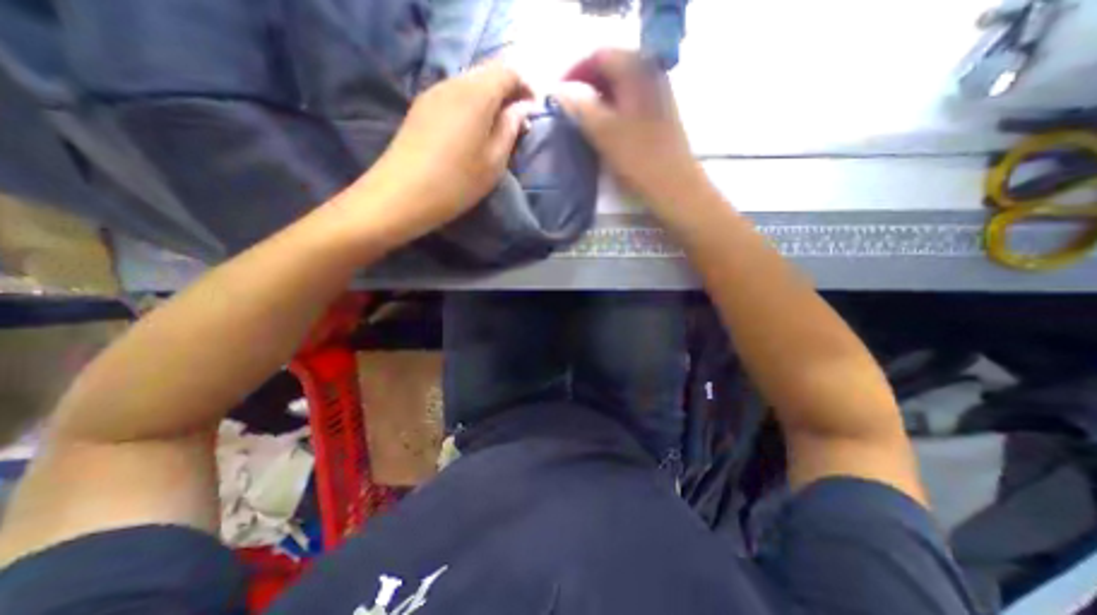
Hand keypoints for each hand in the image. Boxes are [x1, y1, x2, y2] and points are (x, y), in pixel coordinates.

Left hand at [341, 63, 530, 249]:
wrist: (401, 195)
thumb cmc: (456, 183)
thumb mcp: (494, 162)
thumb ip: (510, 130)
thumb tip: (521, 110)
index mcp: (476, 95)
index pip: (508, 71)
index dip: (525, 86)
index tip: (534, 109)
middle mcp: (452, 83)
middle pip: (487, 73)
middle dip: (508, 92)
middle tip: (519, 121)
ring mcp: (432, 93)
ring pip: (470, 84)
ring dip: (489, 100)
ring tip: (498, 129)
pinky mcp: (421, 108)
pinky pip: (454, 95)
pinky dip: (471, 106)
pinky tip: (473, 131)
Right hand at [559, 50, 711, 218]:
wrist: (673, 185)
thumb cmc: (639, 159)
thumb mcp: (604, 132)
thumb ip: (580, 108)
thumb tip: (561, 93)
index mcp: (637, 71)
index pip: (600, 56)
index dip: (575, 72)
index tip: (559, 94)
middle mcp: (650, 74)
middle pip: (611, 68)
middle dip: (586, 85)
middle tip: (568, 107)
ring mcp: (658, 94)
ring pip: (621, 87)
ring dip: (598, 98)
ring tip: (582, 119)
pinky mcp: (659, 113)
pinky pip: (630, 101)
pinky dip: (612, 109)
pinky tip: (604, 127)